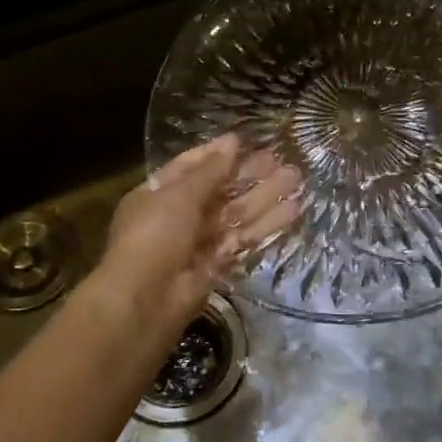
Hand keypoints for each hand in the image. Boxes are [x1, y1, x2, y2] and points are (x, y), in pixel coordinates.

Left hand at [90, 135, 301, 344]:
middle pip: (218, 191)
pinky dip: (266, 225)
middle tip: (280, 160)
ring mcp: (197, 243)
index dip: (217, 155)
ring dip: (264, 197)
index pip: (190, 168)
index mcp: (157, 194)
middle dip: (248, 175)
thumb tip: (232, 141)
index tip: (245, 141)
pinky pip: (243, 240)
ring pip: (235, 215)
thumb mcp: (179, 195)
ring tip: (296, 179)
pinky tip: (293, 211)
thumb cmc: (155, 236)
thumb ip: (210, 171)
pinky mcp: (217, 266)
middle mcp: (177, 216)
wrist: (146, 301)